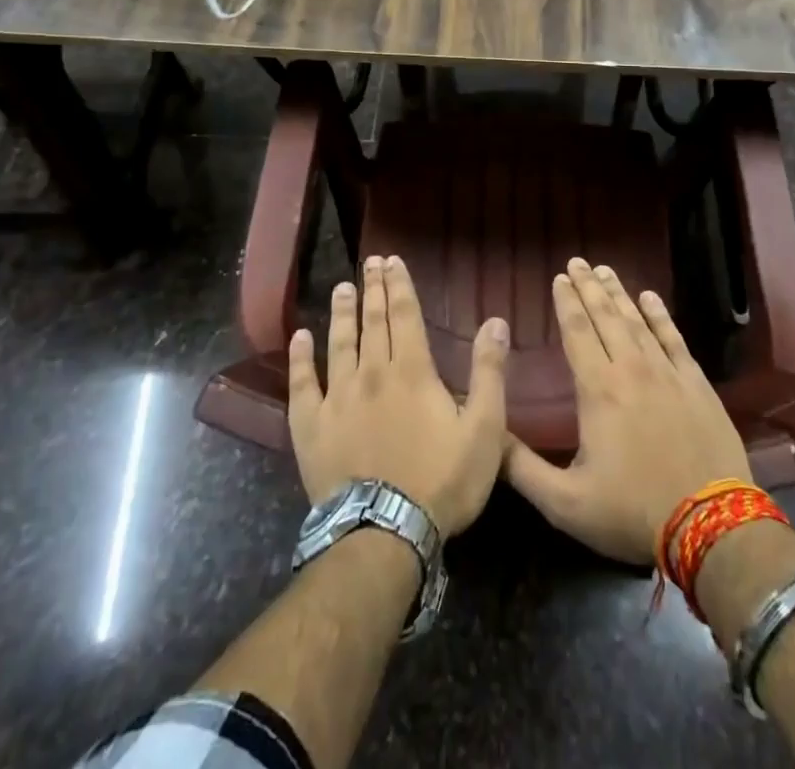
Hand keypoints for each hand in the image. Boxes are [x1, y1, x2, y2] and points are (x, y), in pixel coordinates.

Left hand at [287, 255, 509, 535]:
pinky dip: (300, 358)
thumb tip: (495, 321)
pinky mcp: (311, 425)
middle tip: (369, 262)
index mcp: (412, 370)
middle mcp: (372, 372)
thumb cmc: (442, 481)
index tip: (391, 260)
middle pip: (372, 321)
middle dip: (373, 289)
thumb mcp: (484, 429)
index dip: (399, 284)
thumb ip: (489, 372)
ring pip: (339, 342)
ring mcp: (337, 397)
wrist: (384, 533)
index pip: (404, 314)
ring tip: (342, 287)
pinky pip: (302, 383)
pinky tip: (299, 337)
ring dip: (342, 313)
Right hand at [504, 258, 752, 564]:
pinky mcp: (697, 384)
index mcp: (597, 389)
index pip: (577, 332)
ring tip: (605, 271)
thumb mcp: (565, 502)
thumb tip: (488, 433)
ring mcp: (668, 373)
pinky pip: (674, 338)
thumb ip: (521, 467)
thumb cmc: (632, 512)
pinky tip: (651, 298)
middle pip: (606, 317)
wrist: (712, 527)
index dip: (566, 302)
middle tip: (578, 262)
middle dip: (588, 287)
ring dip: (619, 294)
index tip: (559, 277)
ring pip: (637, 321)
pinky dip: (660, 316)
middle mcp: (631, 369)